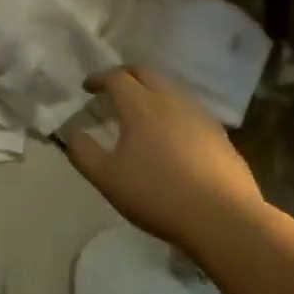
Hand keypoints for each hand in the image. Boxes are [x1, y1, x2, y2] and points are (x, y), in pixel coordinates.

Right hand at [63, 67, 263, 246]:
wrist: (224, 220)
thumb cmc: (157, 195)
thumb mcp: (106, 178)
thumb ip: (82, 151)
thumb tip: (69, 131)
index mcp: (141, 106)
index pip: (116, 77)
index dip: (98, 78)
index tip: (87, 88)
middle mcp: (171, 101)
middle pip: (146, 73)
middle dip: (126, 74)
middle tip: (113, 87)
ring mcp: (200, 116)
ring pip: (172, 89)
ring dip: (152, 90)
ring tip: (141, 109)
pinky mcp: (220, 136)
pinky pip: (190, 110)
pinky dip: (173, 110)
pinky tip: (172, 134)